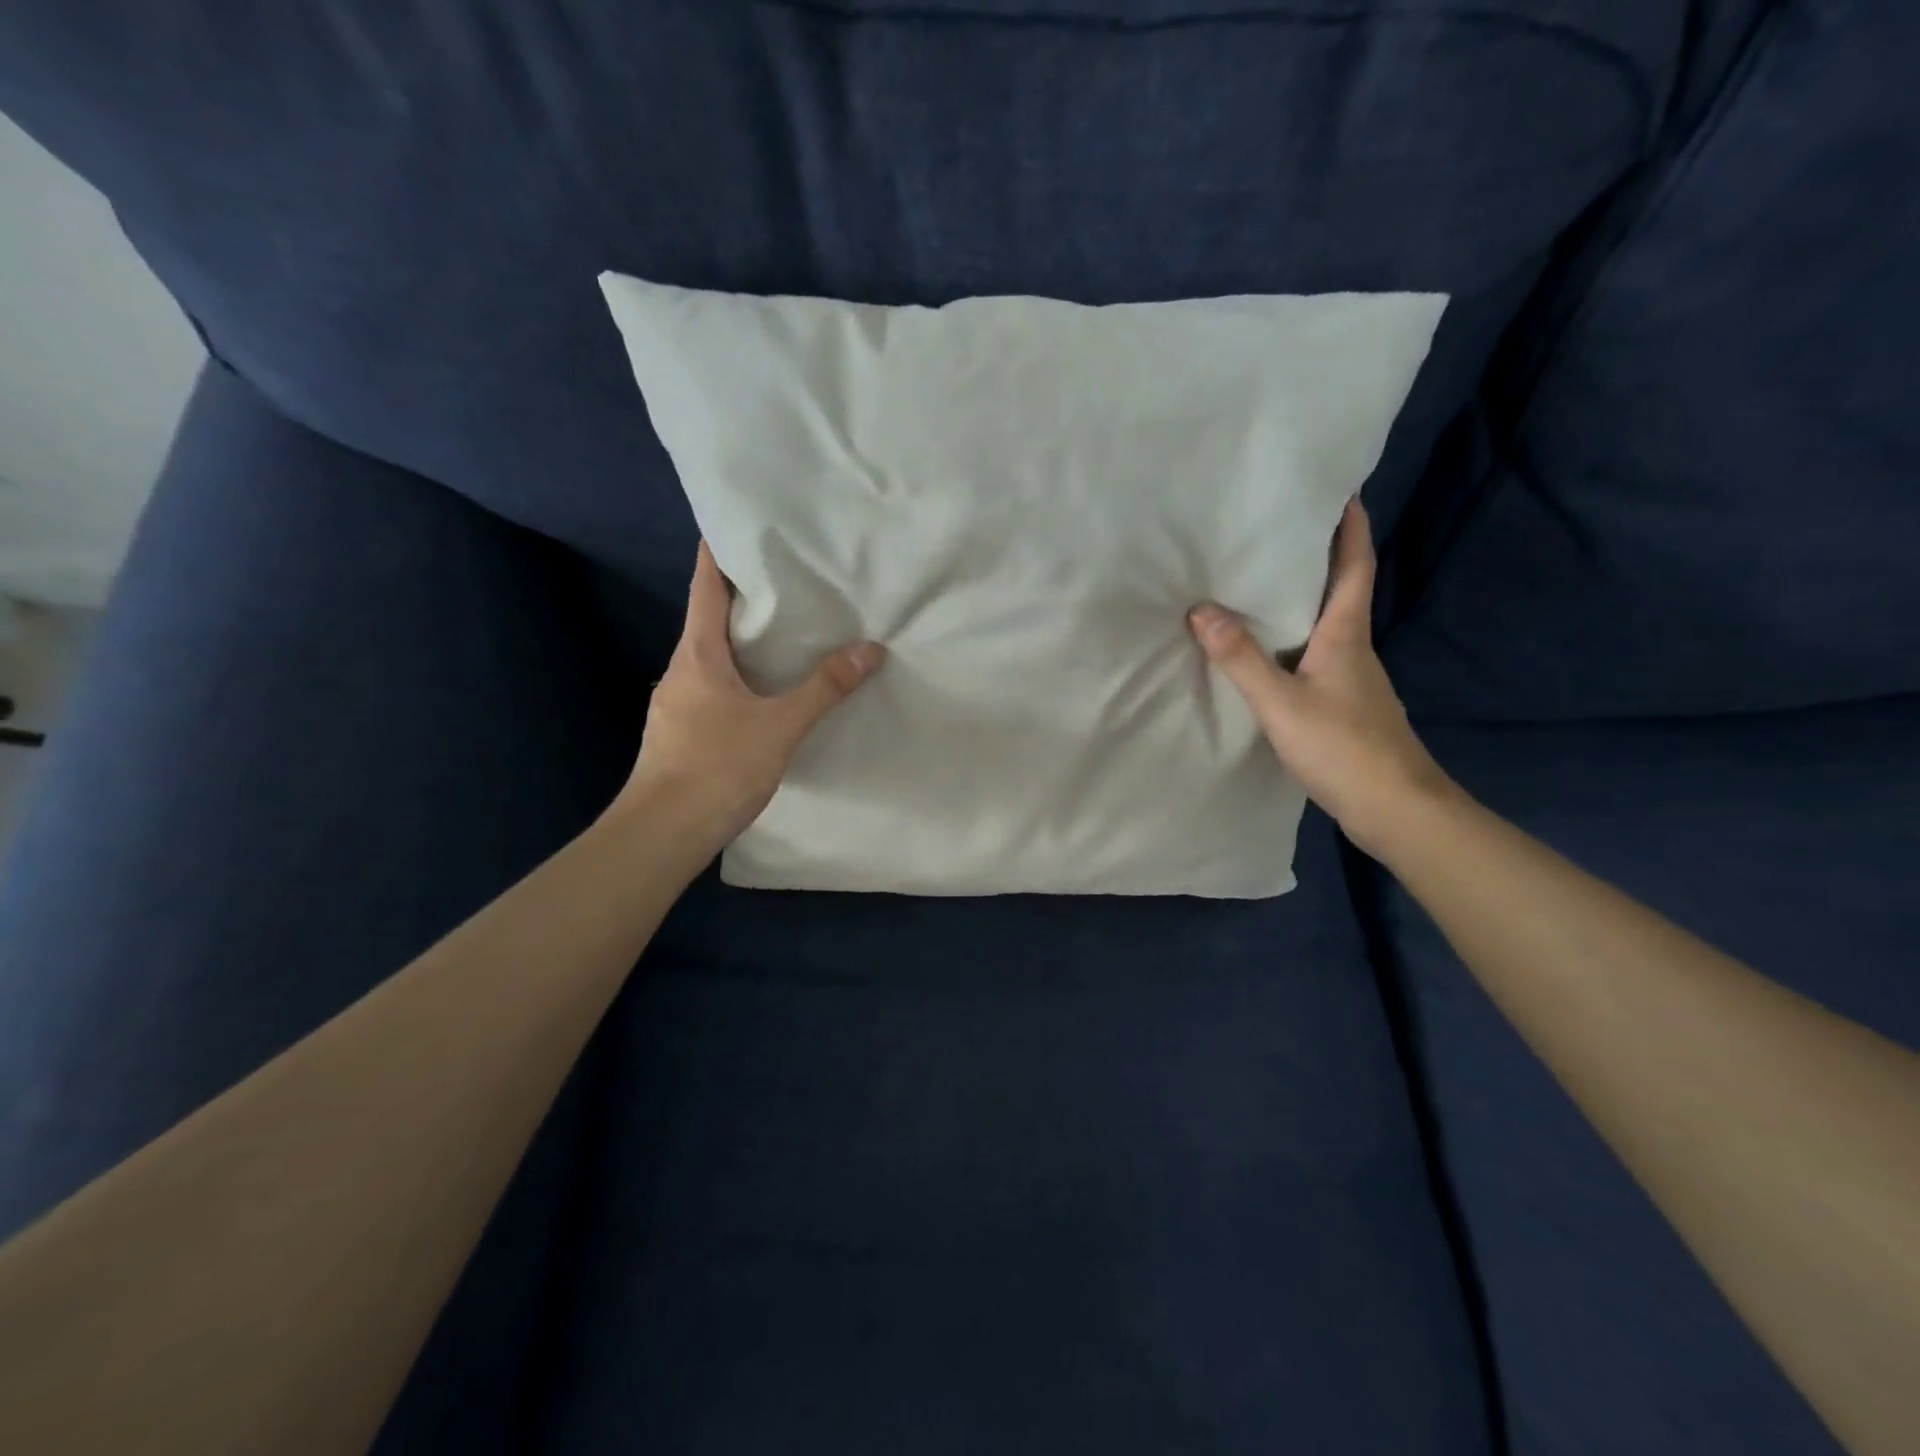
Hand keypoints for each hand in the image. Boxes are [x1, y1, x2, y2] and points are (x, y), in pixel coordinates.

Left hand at [618, 541, 885, 846]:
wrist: (662, 834)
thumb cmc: (716, 768)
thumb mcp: (779, 727)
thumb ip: (824, 689)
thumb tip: (870, 650)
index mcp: (697, 654)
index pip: (704, 587)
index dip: (716, 552)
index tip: (735, 524)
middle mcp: (680, 670)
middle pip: (708, 619)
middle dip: (741, 598)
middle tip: (785, 579)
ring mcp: (675, 704)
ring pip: (711, 658)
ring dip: (741, 641)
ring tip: (784, 633)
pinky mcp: (681, 733)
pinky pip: (712, 688)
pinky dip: (738, 676)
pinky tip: (763, 692)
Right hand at [1188, 499, 1456, 857]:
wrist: (1395, 809)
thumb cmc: (1343, 747)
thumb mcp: (1281, 702)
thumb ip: (1240, 658)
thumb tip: (1201, 609)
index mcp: (1346, 635)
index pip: (1354, 568)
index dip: (1351, 529)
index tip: (1343, 492)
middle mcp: (1354, 649)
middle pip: (1341, 592)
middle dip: (1318, 559)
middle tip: (1278, 535)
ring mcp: (1353, 681)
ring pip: (1326, 628)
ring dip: (1302, 603)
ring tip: (1259, 589)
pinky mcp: (1345, 708)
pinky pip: (1315, 659)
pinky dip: (1293, 643)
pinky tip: (1267, 655)